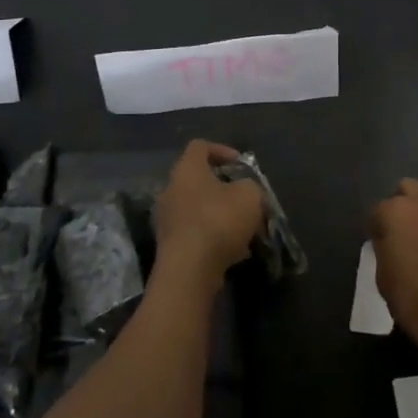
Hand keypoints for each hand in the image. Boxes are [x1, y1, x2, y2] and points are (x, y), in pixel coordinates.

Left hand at [153, 141, 265, 289]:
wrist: (189, 271)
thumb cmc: (218, 221)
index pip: (200, 146)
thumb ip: (250, 186)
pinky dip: (213, 237)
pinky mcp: (170, 246)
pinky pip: (195, 233)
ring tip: (244, 228)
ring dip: (220, 214)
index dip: (222, 150)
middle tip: (244, 198)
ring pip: (198, 208)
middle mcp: (171, 189)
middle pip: (198, 179)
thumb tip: (245, 191)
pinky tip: (235, 251)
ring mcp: (167, 219)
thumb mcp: (249, 195)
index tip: (241, 165)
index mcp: (187, 169)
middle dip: (224, 188)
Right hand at [371, 179, 417, 359]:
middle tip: (407, 224)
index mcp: (393, 212)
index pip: (379, 208)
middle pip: (408, 187)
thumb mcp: (382, 273)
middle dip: (405, 201)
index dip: (379, 224)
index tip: (382, 238)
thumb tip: (389, 237)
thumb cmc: (411, 298)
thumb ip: (384, 245)